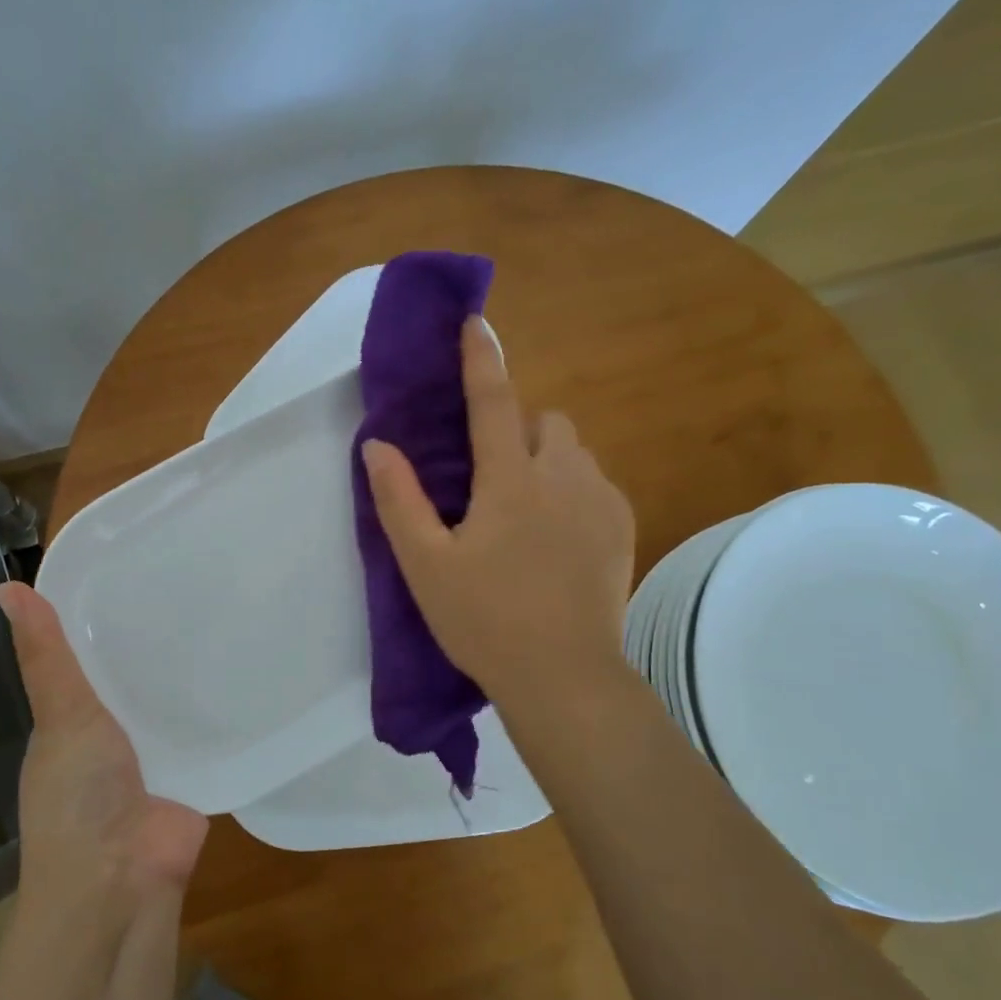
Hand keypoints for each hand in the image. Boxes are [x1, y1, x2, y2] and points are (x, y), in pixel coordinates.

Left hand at [0, 582, 207, 905]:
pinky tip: (246, 672)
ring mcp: (151, 759)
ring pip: (168, 706)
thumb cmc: (79, 796)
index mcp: (70, 722)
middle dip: (153, 643)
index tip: (134, 566)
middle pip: (131, 680)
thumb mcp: (62, 715)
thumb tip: (4, 585)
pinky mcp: (191, 777)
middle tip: (194, 584)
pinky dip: (219, 711)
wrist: (122, 883)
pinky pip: (204, 735)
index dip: (101, 617)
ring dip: (188, 676)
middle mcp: (108, 738)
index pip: (85, 658)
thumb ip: (45, 656)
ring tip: (225, 616)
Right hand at [360, 316, 636, 712]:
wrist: (564, 677)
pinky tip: (557, 538)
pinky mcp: (623, 531)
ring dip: (548, 460)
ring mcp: (602, 503)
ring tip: (524, 510)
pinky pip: (597, 485)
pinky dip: (573, 490)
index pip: (494, 402)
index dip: (481, 359)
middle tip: (492, 476)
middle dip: (520, 428)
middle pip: (548, 421)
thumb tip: (378, 446)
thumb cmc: (485, 620)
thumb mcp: (425, 565)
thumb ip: (399, 501)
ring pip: (576, 452)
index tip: (476, 322)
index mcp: (511, 481)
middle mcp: (564, 477)